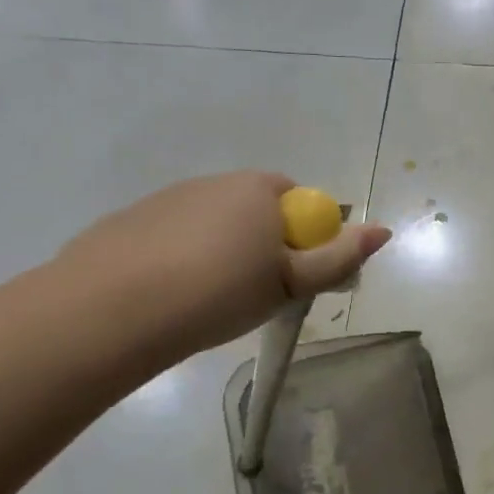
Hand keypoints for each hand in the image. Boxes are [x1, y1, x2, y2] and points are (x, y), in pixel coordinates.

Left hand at [57, 171, 391, 357]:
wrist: (110, 310)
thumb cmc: (218, 292)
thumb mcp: (289, 282)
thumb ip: (338, 257)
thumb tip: (383, 230)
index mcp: (257, 188)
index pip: (300, 201)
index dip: (304, 239)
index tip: (292, 278)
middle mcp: (213, 182)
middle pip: (255, 211)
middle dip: (263, 246)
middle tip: (256, 294)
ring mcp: (165, 199)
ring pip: (211, 226)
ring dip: (220, 254)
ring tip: (208, 302)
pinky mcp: (127, 223)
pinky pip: (170, 239)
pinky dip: (179, 260)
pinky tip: (168, 297)